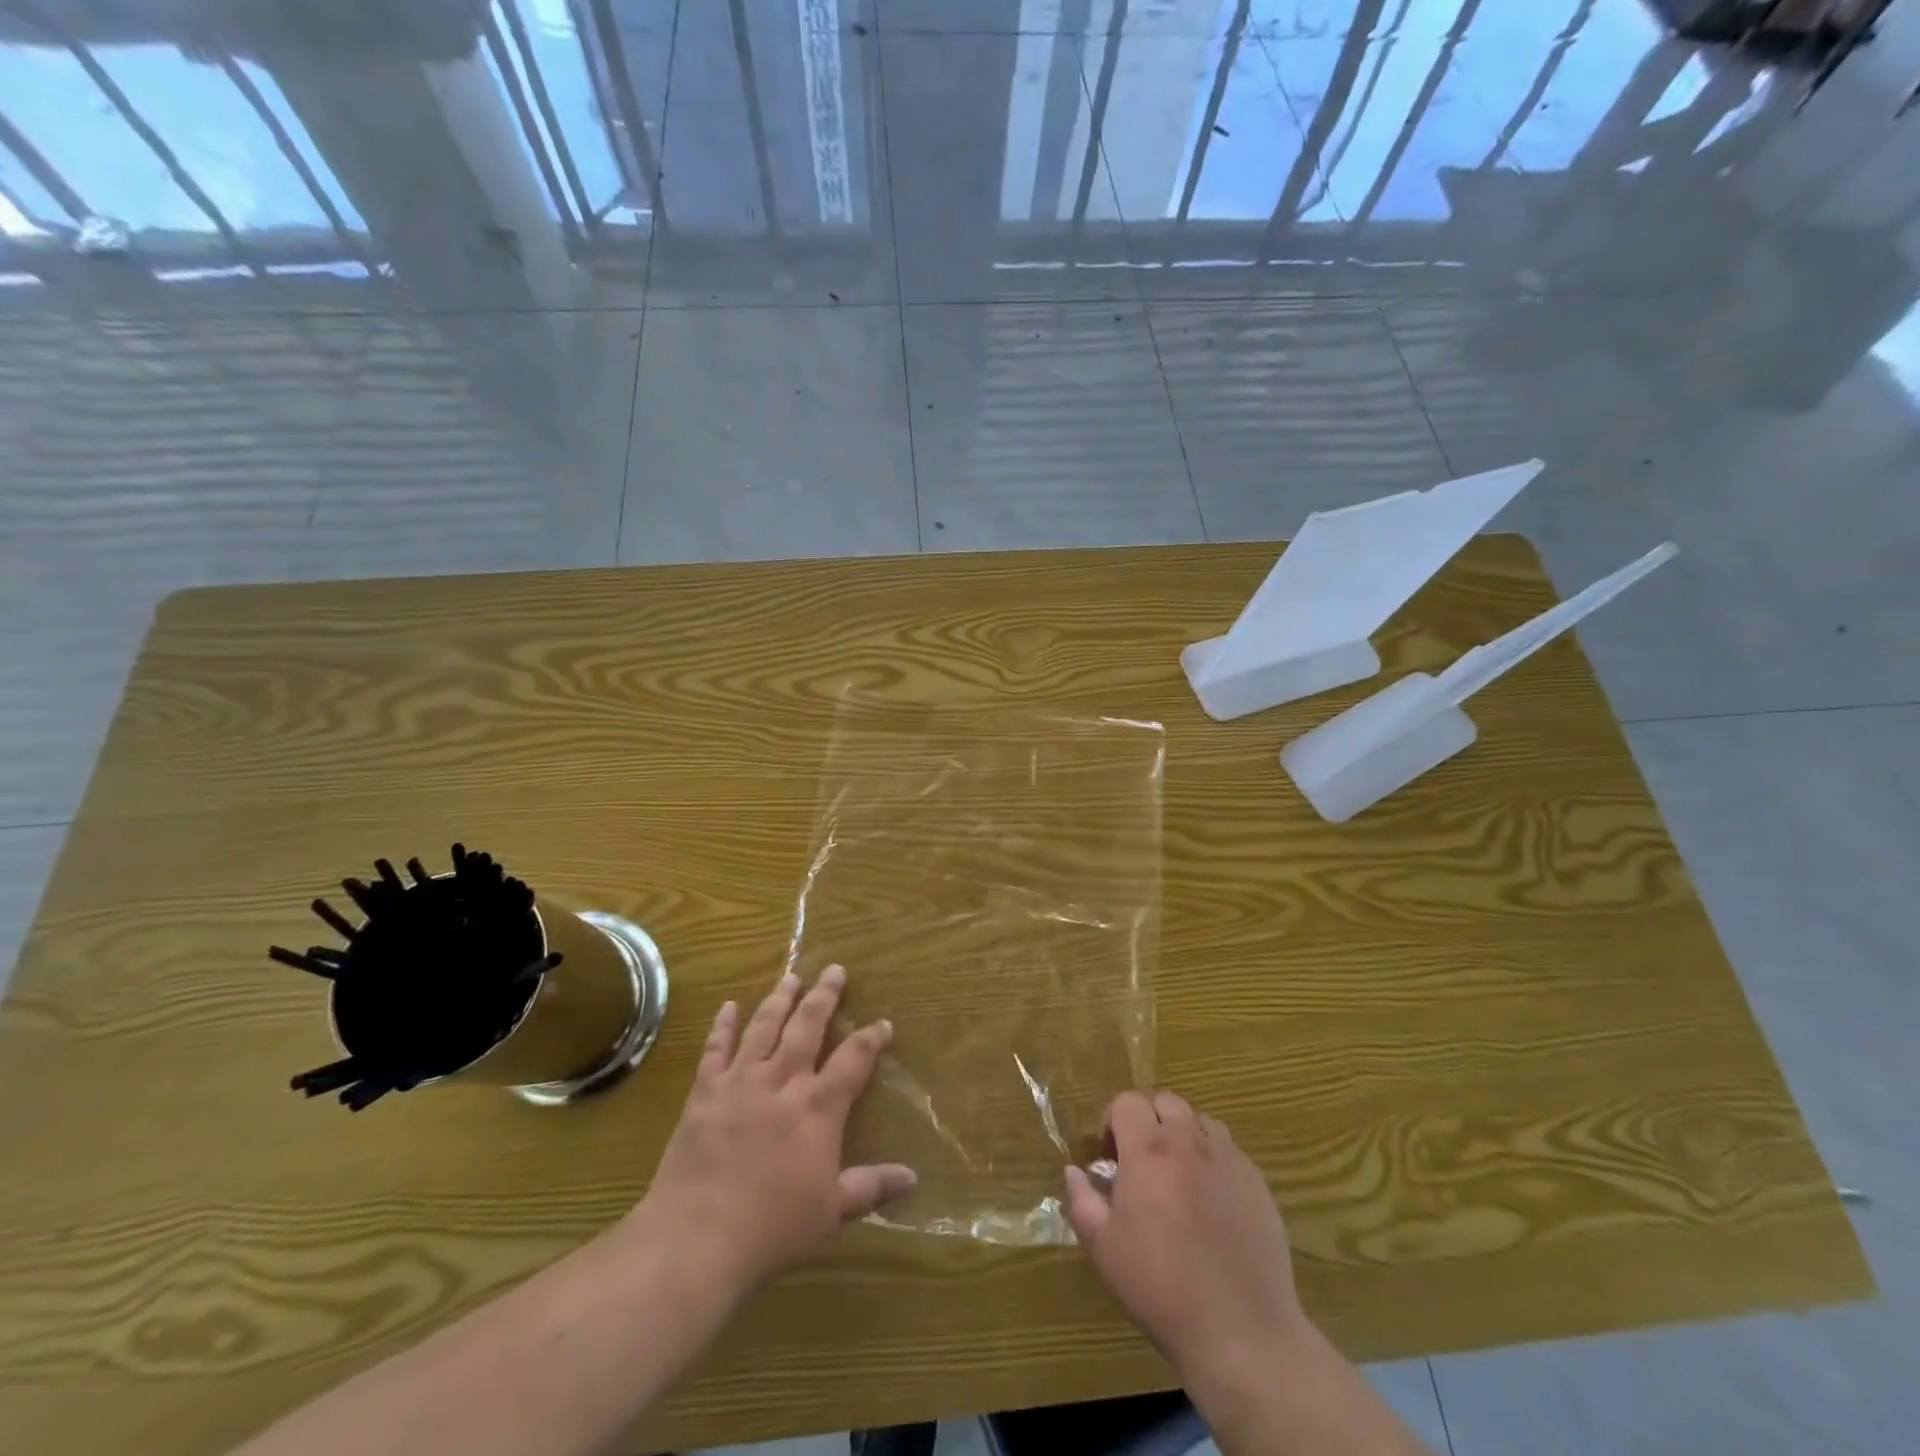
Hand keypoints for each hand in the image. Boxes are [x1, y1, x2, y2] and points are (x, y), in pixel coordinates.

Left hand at [630, 965, 914, 1296]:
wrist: (696, 1239)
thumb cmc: (772, 1228)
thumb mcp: (832, 1212)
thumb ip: (871, 1186)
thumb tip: (913, 1177)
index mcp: (818, 1107)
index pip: (853, 1060)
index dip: (871, 1039)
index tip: (883, 1024)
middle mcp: (782, 1081)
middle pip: (807, 1026)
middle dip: (824, 996)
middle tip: (834, 969)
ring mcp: (740, 1082)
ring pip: (764, 1027)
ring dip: (780, 998)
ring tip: (792, 976)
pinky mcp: (705, 1093)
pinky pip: (715, 1050)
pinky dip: (722, 1026)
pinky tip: (728, 1007)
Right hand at [1065, 1091, 1307, 1381]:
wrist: (1240, 1331)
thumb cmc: (1161, 1286)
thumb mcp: (1104, 1248)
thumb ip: (1083, 1201)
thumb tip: (1074, 1171)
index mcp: (1148, 1149)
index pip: (1127, 1102)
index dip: (1113, 1121)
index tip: (1111, 1157)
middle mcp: (1189, 1141)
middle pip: (1165, 1102)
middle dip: (1148, 1120)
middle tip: (1142, 1162)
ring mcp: (1228, 1159)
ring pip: (1200, 1121)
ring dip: (1184, 1135)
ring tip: (1179, 1177)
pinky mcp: (1258, 1183)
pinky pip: (1230, 1151)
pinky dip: (1214, 1160)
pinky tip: (1212, 1202)